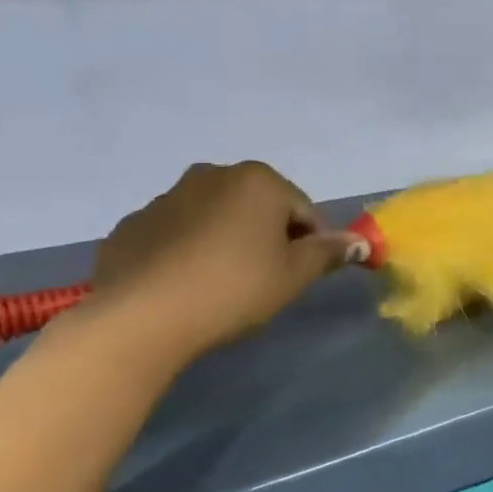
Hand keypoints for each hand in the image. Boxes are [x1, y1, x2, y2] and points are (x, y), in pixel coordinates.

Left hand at [82, 161, 355, 368]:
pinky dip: (186, 252)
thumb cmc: (235, 287)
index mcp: (258, 180)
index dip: (310, 244)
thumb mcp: (295, 275)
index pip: (303, 210)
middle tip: (264, 280)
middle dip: (266, 237)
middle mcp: (211, 175)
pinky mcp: (132, 226)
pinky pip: (175, 235)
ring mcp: (165, 198)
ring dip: (226, 241)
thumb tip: (360, 242)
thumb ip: (329, 253)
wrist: (143, 316)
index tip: (300, 276)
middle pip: (257, 207)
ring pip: (214, 218)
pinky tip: (185, 287)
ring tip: (221, 286)